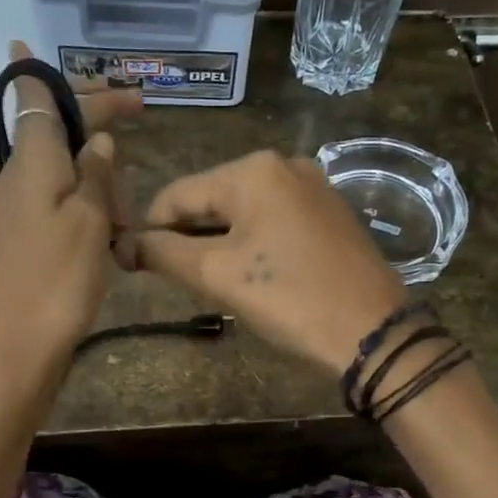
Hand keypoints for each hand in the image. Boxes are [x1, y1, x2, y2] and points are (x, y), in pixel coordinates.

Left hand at [0, 43, 140, 404]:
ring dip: (99, 176)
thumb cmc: (56, 280)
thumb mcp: (90, 222)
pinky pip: (60, 203)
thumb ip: (98, 175)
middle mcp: (19, 178)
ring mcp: (18, 211)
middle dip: (96, 122)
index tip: (25, 43)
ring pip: (63, 170)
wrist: (14, 349)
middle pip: (55, 131)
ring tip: (129, 212)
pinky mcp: (24, 240)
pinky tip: (111, 230)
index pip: (34, 100)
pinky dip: (89, 205)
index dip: (38, 72)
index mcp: (33, 162)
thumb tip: (100, 141)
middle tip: (137, 114)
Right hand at [137, 150, 407, 374]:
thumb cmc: (290, 298)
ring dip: (220, 242)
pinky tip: (255, 275)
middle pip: (211, 198)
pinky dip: (253, 242)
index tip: (138, 267)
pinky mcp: (330, 212)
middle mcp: (284, 165)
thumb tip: (124, 244)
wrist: (373, 332)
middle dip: (190, 237)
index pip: (177, 194)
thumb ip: (164, 253)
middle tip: (181, 282)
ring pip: (243, 211)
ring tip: (216, 282)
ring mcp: (313, 186)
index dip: (151, 231)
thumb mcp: (218, 276)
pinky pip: (274, 220)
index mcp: (252, 170)